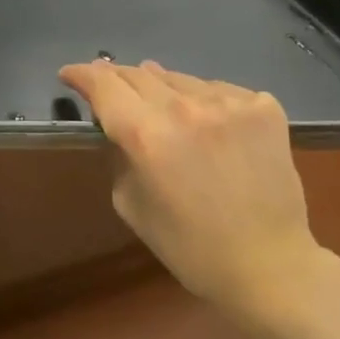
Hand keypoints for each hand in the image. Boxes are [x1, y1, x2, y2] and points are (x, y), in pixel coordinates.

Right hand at [59, 60, 327, 314]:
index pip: (103, 85)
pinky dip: (205, 101)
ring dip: (162, 88)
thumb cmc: (189, 245)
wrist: (269, 264)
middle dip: (117, 78)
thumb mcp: (130, 203)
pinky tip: (208, 124)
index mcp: (145, 135)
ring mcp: (229, 103)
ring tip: (160, 107)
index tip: (70, 74)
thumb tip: (119, 122)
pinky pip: (219, 90)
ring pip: (180, 79)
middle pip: (138, 74)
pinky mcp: (263, 107)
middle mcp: (185, 108)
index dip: (81, 74)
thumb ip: (118, 154)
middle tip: (109, 87)